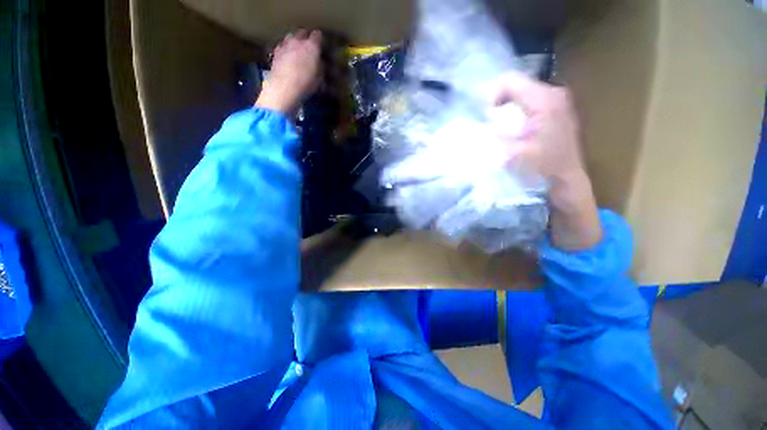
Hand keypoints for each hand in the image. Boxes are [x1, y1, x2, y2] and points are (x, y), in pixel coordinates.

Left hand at [256, 30, 322, 116]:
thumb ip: (321, 67)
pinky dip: (285, 50)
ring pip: (290, 37)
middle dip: (306, 38)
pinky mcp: (275, 53)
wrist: (284, 88)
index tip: (321, 45)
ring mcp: (285, 45)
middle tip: (309, 47)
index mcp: (311, 46)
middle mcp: (297, 41)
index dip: (320, 40)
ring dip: (294, 42)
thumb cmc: (306, 85)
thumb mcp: (320, 79)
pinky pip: (282, 47)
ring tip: (297, 51)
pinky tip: (287, 58)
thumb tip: (320, 64)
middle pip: (302, 33)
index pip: (317, 35)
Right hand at [494, 71, 601, 250]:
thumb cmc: (541, 169)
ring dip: (505, 107)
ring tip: (495, 125)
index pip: (510, 81)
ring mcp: (556, 101)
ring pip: (521, 94)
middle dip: (496, 101)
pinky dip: (514, 112)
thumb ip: (490, 137)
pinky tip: (509, 128)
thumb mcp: (511, 153)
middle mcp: (553, 94)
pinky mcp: (555, 111)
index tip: (483, 116)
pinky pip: (527, 103)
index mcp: (545, 101)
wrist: (567, 182)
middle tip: (485, 120)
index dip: (491, 96)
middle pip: (516, 85)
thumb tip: (472, 128)